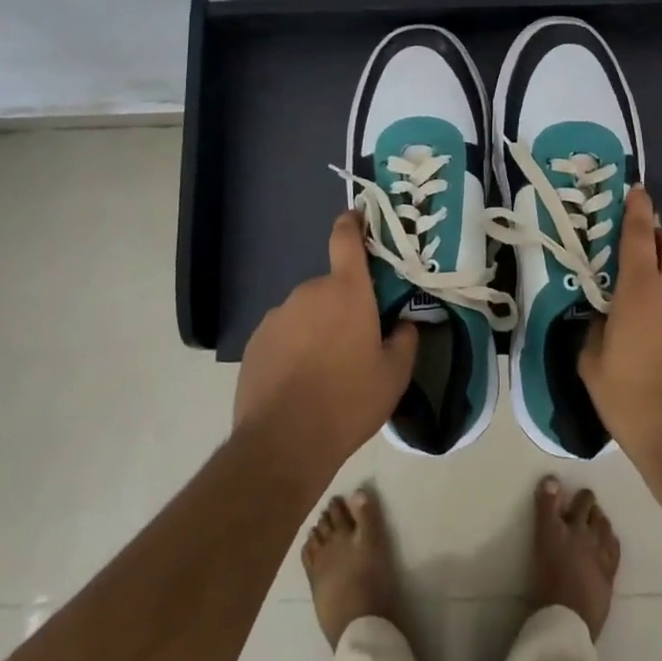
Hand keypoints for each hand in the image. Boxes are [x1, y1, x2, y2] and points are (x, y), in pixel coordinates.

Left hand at [234, 212, 417, 483]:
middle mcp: (310, 291)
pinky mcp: (256, 340)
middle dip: (344, 305)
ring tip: (325, 370)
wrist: (283, 441)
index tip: (358, 218)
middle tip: (356, 341)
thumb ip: (405, 340)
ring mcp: (278, 314)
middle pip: (331, 286)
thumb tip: (405, 323)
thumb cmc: (349, 400)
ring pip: (306, 312)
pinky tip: (298, 382)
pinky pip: (283, 333)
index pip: (345, 238)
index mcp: (347, 290)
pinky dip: (293, 347)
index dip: (352, 223)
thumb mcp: (394, 375)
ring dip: (317, 328)